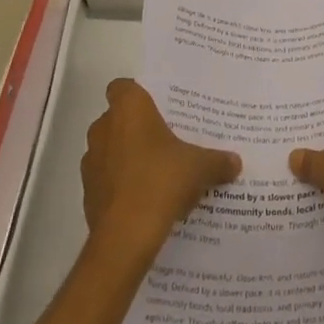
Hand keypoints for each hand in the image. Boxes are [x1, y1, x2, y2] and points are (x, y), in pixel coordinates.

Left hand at [82, 79, 240, 259]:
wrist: (126, 236)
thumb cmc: (162, 181)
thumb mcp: (200, 167)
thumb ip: (217, 160)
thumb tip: (235, 162)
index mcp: (128, 109)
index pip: (122, 87)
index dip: (138, 95)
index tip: (158, 108)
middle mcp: (103, 128)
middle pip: (117, 119)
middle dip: (136, 129)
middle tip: (165, 141)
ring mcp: (91, 162)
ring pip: (110, 150)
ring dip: (126, 158)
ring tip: (155, 173)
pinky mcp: (87, 194)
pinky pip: (106, 180)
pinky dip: (120, 186)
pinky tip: (144, 200)